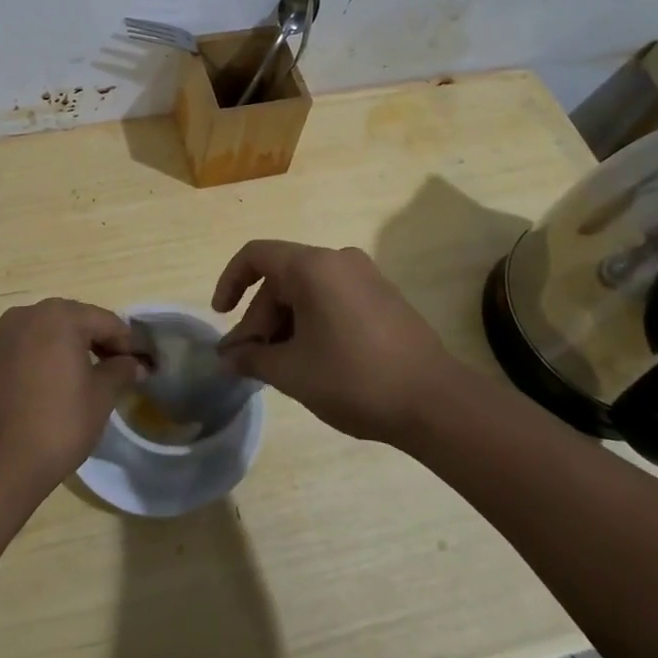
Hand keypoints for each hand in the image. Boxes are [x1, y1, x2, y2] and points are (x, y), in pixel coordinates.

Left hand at [0, 299, 139, 499]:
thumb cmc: (57, 425)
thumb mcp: (100, 398)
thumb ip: (120, 371)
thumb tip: (133, 363)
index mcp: (57, 317)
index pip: (104, 321)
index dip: (126, 342)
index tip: (140, 364)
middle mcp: (23, 317)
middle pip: (69, 322)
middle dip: (93, 342)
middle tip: (112, 369)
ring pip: (39, 337)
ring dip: (60, 352)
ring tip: (77, 381)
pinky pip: (15, 357)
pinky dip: (33, 366)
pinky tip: (41, 394)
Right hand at [212, 241, 457, 445]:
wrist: (436, 402)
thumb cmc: (354, 379)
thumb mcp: (292, 371)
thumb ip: (252, 357)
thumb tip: (228, 357)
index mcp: (313, 267)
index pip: (256, 255)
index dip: (230, 281)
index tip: (222, 316)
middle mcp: (339, 260)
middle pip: (282, 278)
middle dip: (259, 317)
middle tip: (250, 360)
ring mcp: (366, 277)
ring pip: (307, 290)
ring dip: (285, 323)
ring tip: (279, 366)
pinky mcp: (384, 297)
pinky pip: (333, 298)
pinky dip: (312, 321)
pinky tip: (312, 359)